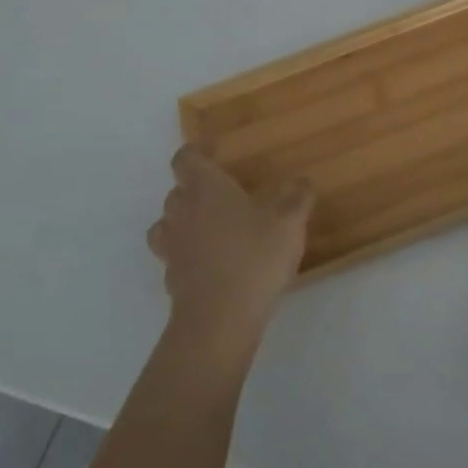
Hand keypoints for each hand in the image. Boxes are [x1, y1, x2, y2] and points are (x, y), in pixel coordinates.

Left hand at [149, 146, 311, 346]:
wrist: (220, 318)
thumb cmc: (255, 256)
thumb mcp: (289, 221)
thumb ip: (297, 196)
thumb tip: (300, 181)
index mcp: (206, 189)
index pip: (186, 159)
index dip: (196, 151)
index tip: (213, 149)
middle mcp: (183, 213)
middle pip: (176, 191)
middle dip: (194, 188)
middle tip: (222, 193)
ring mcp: (173, 248)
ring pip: (167, 225)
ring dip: (184, 222)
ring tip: (211, 228)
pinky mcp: (173, 280)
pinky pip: (175, 258)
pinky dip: (188, 255)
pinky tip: (212, 264)